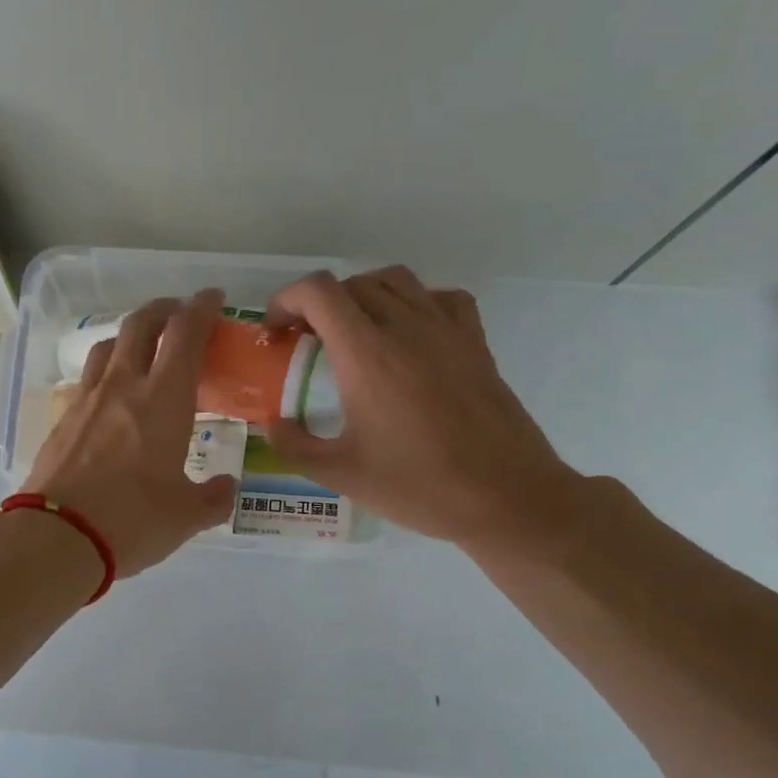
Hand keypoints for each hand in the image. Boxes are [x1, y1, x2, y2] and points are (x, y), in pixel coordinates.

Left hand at [23, 291, 237, 577]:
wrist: (56, 537)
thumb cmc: (132, 521)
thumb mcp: (186, 516)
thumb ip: (213, 498)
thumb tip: (227, 488)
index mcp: (164, 399)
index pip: (185, 334)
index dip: (202, 308)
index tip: (213, 298)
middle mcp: (124, 386)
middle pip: (141, 325)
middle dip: (163, 309)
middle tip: (178, 314)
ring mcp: (86, 400)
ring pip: (108, 347)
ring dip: (129, 336)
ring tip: (142, 349)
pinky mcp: (61, 420)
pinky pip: (87, 380)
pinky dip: (105, 373)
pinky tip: (109, 397)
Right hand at [263, 267, 582, 551]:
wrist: (505, 497)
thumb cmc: (418, 486)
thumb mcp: (341, 474)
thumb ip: (294, 446)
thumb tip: (272, 425)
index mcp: (366, 355)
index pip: (318, 292)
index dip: (286, 300)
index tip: (276, 332)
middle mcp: (406, 328)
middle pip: (352, 284)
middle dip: (318, 305)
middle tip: (306, 342)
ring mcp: (447, 330)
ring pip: (396, 281)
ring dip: (363, 296)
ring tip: (353, 333)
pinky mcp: (475, 343)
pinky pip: (441, 298)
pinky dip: (415, 302)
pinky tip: (408, 335)